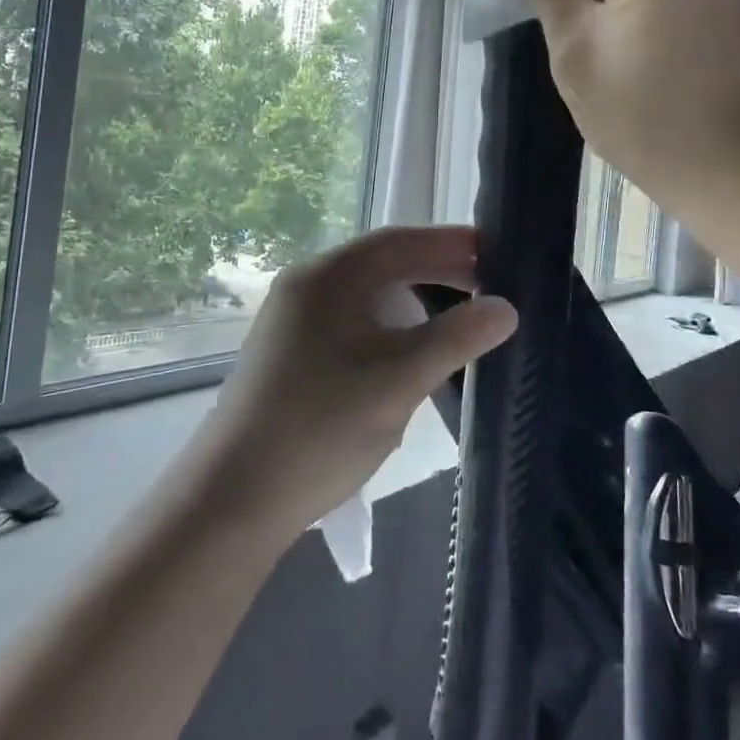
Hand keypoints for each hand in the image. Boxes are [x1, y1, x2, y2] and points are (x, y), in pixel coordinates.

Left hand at [201, 227, 516, 531]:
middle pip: (382, 264)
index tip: (496, 252)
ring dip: (413, 299)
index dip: (449, 242)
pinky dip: (390, 325)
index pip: (398, 241)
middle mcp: (306, 286)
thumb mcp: (398, 380)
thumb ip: (455, 338)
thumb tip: (506, 308)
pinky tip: (411, 350)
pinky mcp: (292, 353)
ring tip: (457, 315)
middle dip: (435, 269)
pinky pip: (352, 322)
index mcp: (327, 277)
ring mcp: (294, 321)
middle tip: (487, 285)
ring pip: (367, 295)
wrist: (233, 498)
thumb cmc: (320, 428)